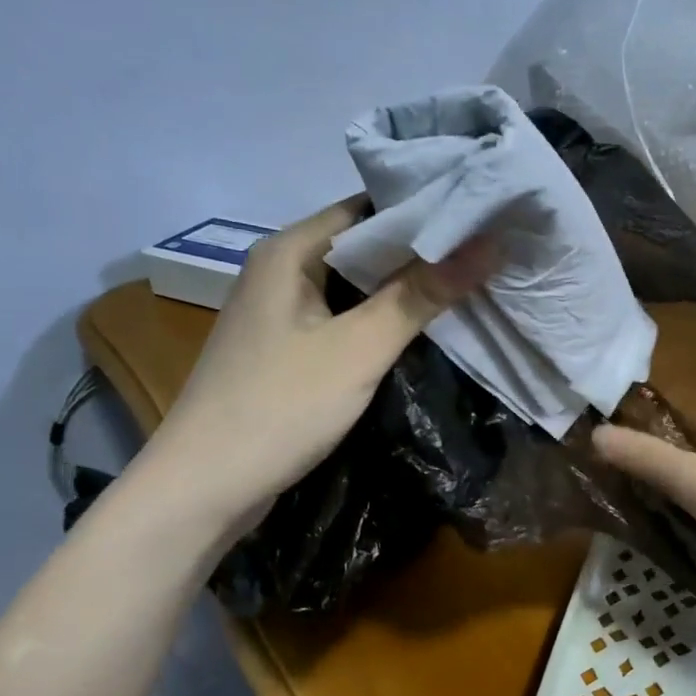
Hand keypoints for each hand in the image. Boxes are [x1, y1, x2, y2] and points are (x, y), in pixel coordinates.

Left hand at [140, 198, 487, 532]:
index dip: (426, 209)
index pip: (368, 208)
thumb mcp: (359, 348)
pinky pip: (346, 322)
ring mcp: (283, 315)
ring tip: (473, 285)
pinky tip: (425, 332)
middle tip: (490, 252)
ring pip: (357, 289)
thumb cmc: (280, 406)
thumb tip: (489, 244)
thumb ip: (421, 295)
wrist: (206, 486)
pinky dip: (384, 322)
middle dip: (424, 252)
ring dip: (407, 290)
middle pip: (364, 248)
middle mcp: (282, 272)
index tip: (483, 214)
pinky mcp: (289, 353)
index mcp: (290, 252)